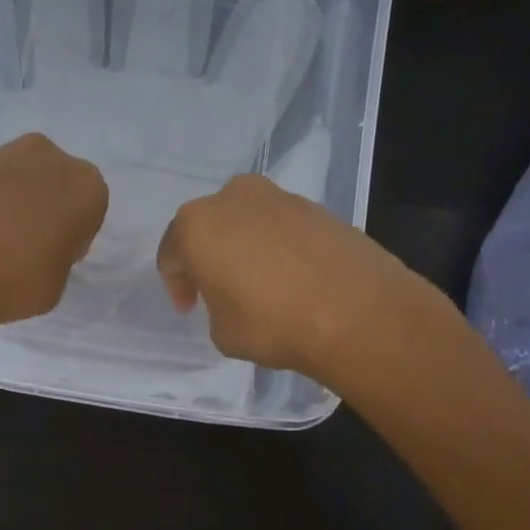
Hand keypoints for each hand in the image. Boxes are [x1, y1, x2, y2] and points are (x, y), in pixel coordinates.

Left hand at [0, 133, 108, 344]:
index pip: (89, 211)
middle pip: (54, 185)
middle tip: (25, 248)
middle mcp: (48, 156)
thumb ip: (57, 257)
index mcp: (86, 185)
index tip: (54, 259)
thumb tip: (39, 248)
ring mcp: (1, 154)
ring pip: (19, 181)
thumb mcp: (56, 285)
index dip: (72, 237)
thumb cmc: (14, 279)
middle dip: (44, 209)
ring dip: (12, 204)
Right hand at [156, 174, 451, 381]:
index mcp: (197, 224)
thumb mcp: (222, 332)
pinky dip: (279, 248)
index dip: (177, 284)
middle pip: (209, 227)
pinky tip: (293, 279)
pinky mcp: (319, 207)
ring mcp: (280, 197)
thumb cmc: (272, 322)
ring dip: (246, 248)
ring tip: (261, 286)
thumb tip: (233, 297)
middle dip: (210, 257)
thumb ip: (215, 306)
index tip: (190, 308)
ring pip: (248, 223)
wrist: (358, 312)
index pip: (172, 253)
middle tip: (219, 290)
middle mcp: (233, 198)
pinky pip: (283, 228)